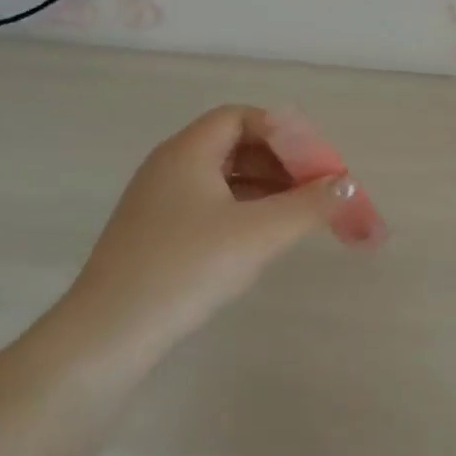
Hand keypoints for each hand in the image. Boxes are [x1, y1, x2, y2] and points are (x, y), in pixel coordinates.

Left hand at [53, 105, 356, 368]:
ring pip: (223, 179)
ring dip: (265, 189)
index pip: (241, 117)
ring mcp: (158, 203)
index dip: (283, 132)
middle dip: (280, 162)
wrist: (106, 338)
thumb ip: (309, 205)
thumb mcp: (258, 233)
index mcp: (187, 151)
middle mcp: (169, 167)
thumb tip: (348, 184)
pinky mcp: (155, 236)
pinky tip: (261, 240)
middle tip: (316, 189)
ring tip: (300, 215)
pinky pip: (209, 206)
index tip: (315, 160)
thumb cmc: (185, 269)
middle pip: (235, 145)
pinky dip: (242, 212)